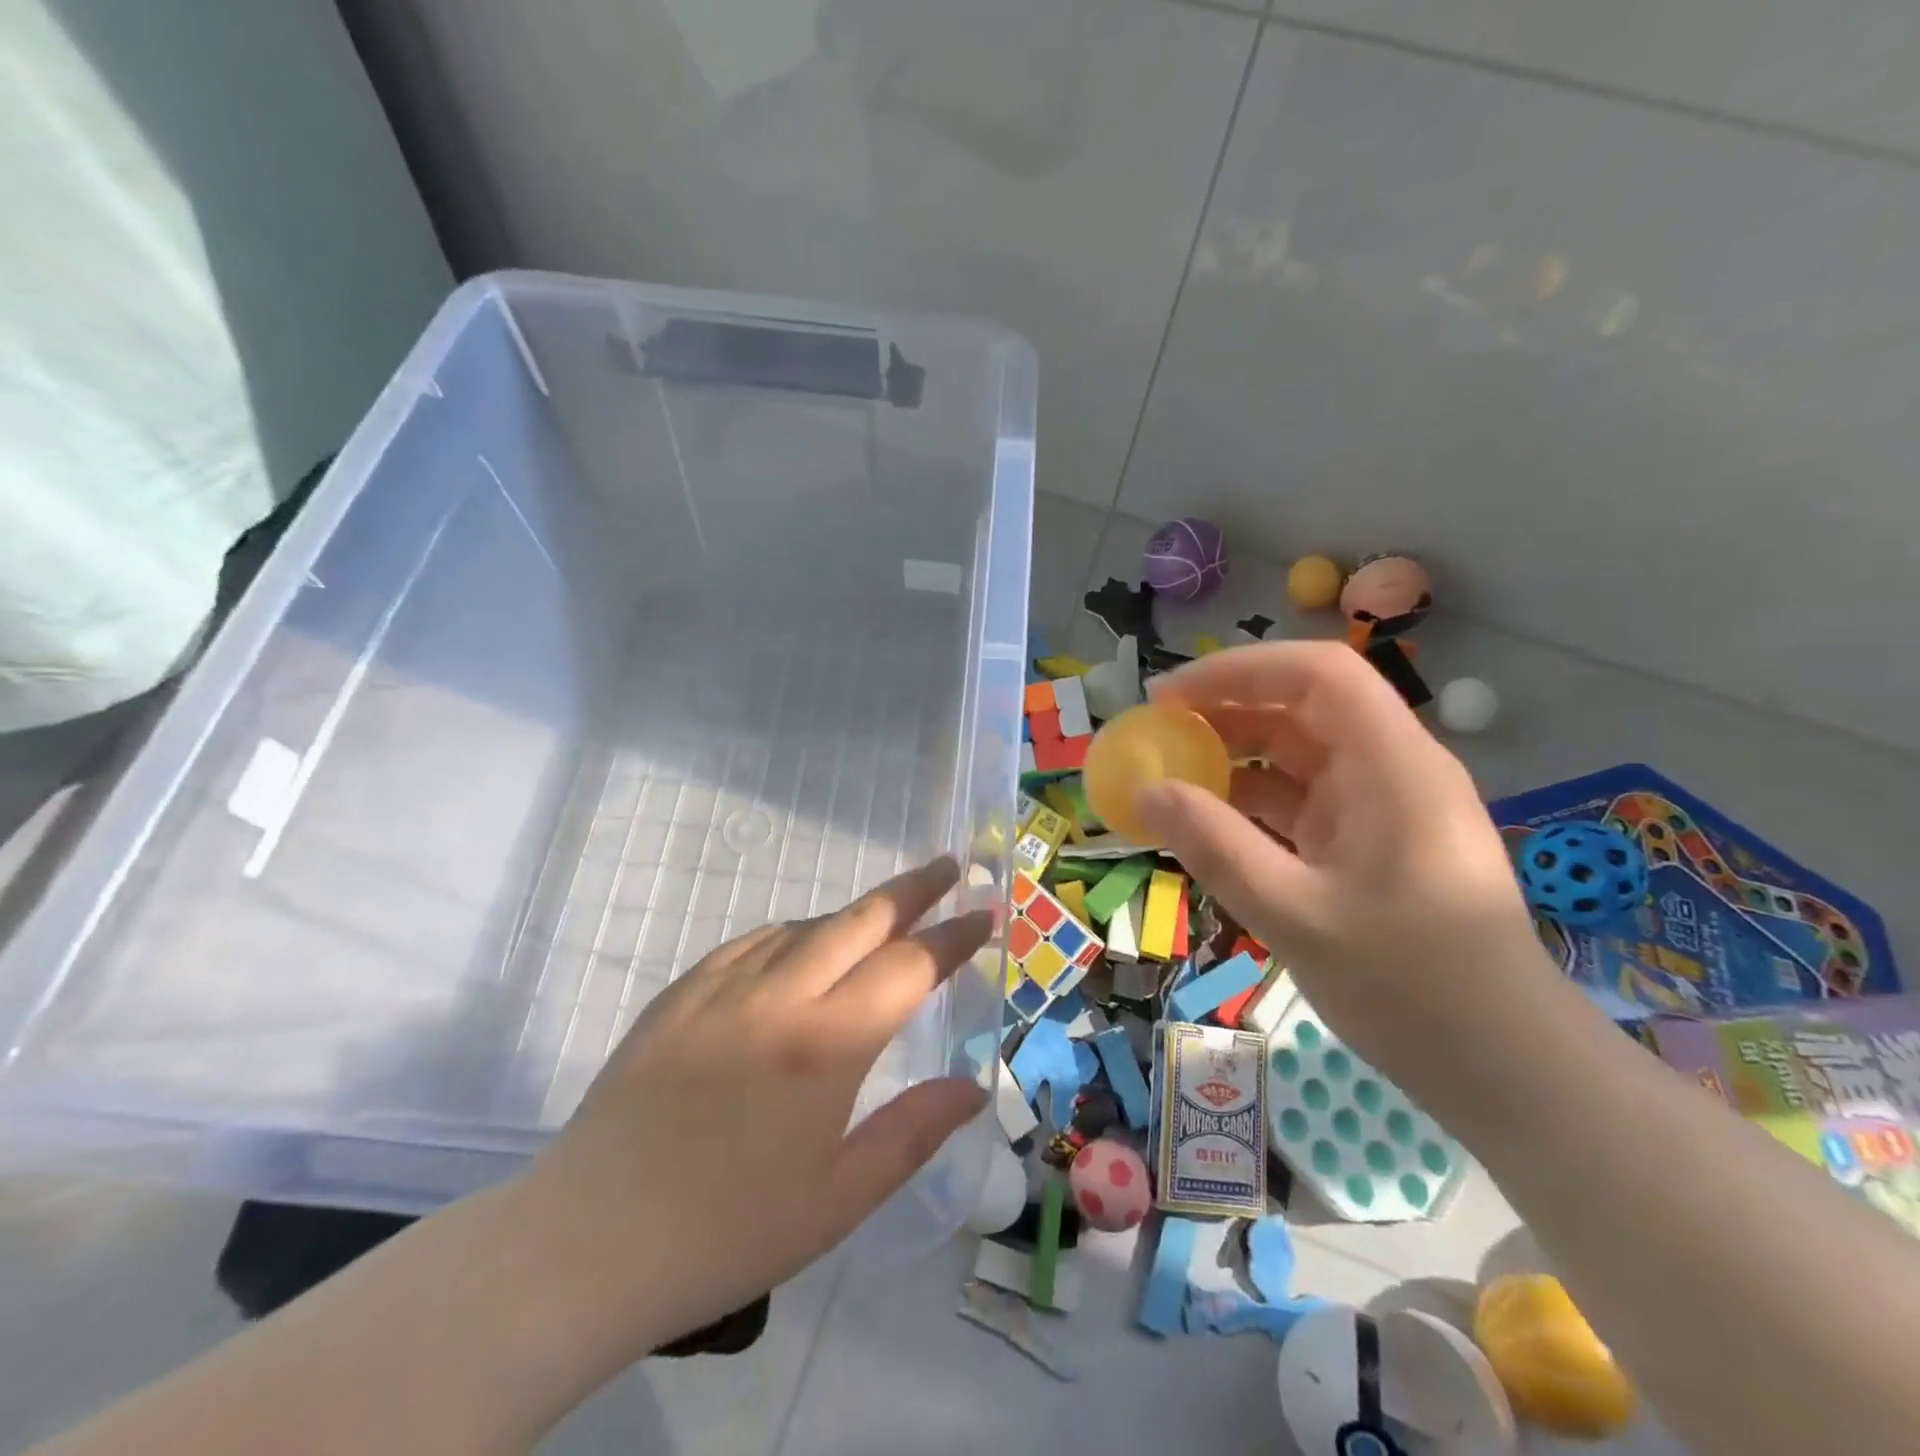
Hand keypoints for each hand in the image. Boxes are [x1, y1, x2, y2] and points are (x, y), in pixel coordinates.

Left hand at [517, 858, 991, 1352]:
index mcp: (826, 1045)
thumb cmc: (726, 1233)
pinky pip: (751, 942)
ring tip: (883, 921)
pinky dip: (792, 933)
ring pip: (805, 925)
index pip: (908, 966)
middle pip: (859, 919)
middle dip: (912, 888)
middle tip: (948, 867)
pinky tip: (798, 947)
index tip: (986, 915)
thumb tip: (973, 1087)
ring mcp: (722, 987)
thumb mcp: (838, 1201)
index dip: (953, 936)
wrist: (586, 1244)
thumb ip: (913, 1133)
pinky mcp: (679, 994)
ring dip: (853, 915)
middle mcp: (778, 995)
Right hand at [1133, 642, 1545, 1098]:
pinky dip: (1252, 804)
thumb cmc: (1412, 987)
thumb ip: (1215, 846)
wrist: (1506, 1069)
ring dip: (1234, 759)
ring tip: (1169, 777)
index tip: (1168, 698)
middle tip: (1156, 735)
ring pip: (1299, 756)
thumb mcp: (1295, 915)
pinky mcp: (1371, 844)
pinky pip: (1301, 802)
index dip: (1238, 670)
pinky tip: (1208, 824)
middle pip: (1303, 708)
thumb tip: (1144, 790)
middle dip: (1226, 711)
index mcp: (1393, 767)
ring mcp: (1383, 809)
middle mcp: (1392, 771)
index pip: (1317, 674)